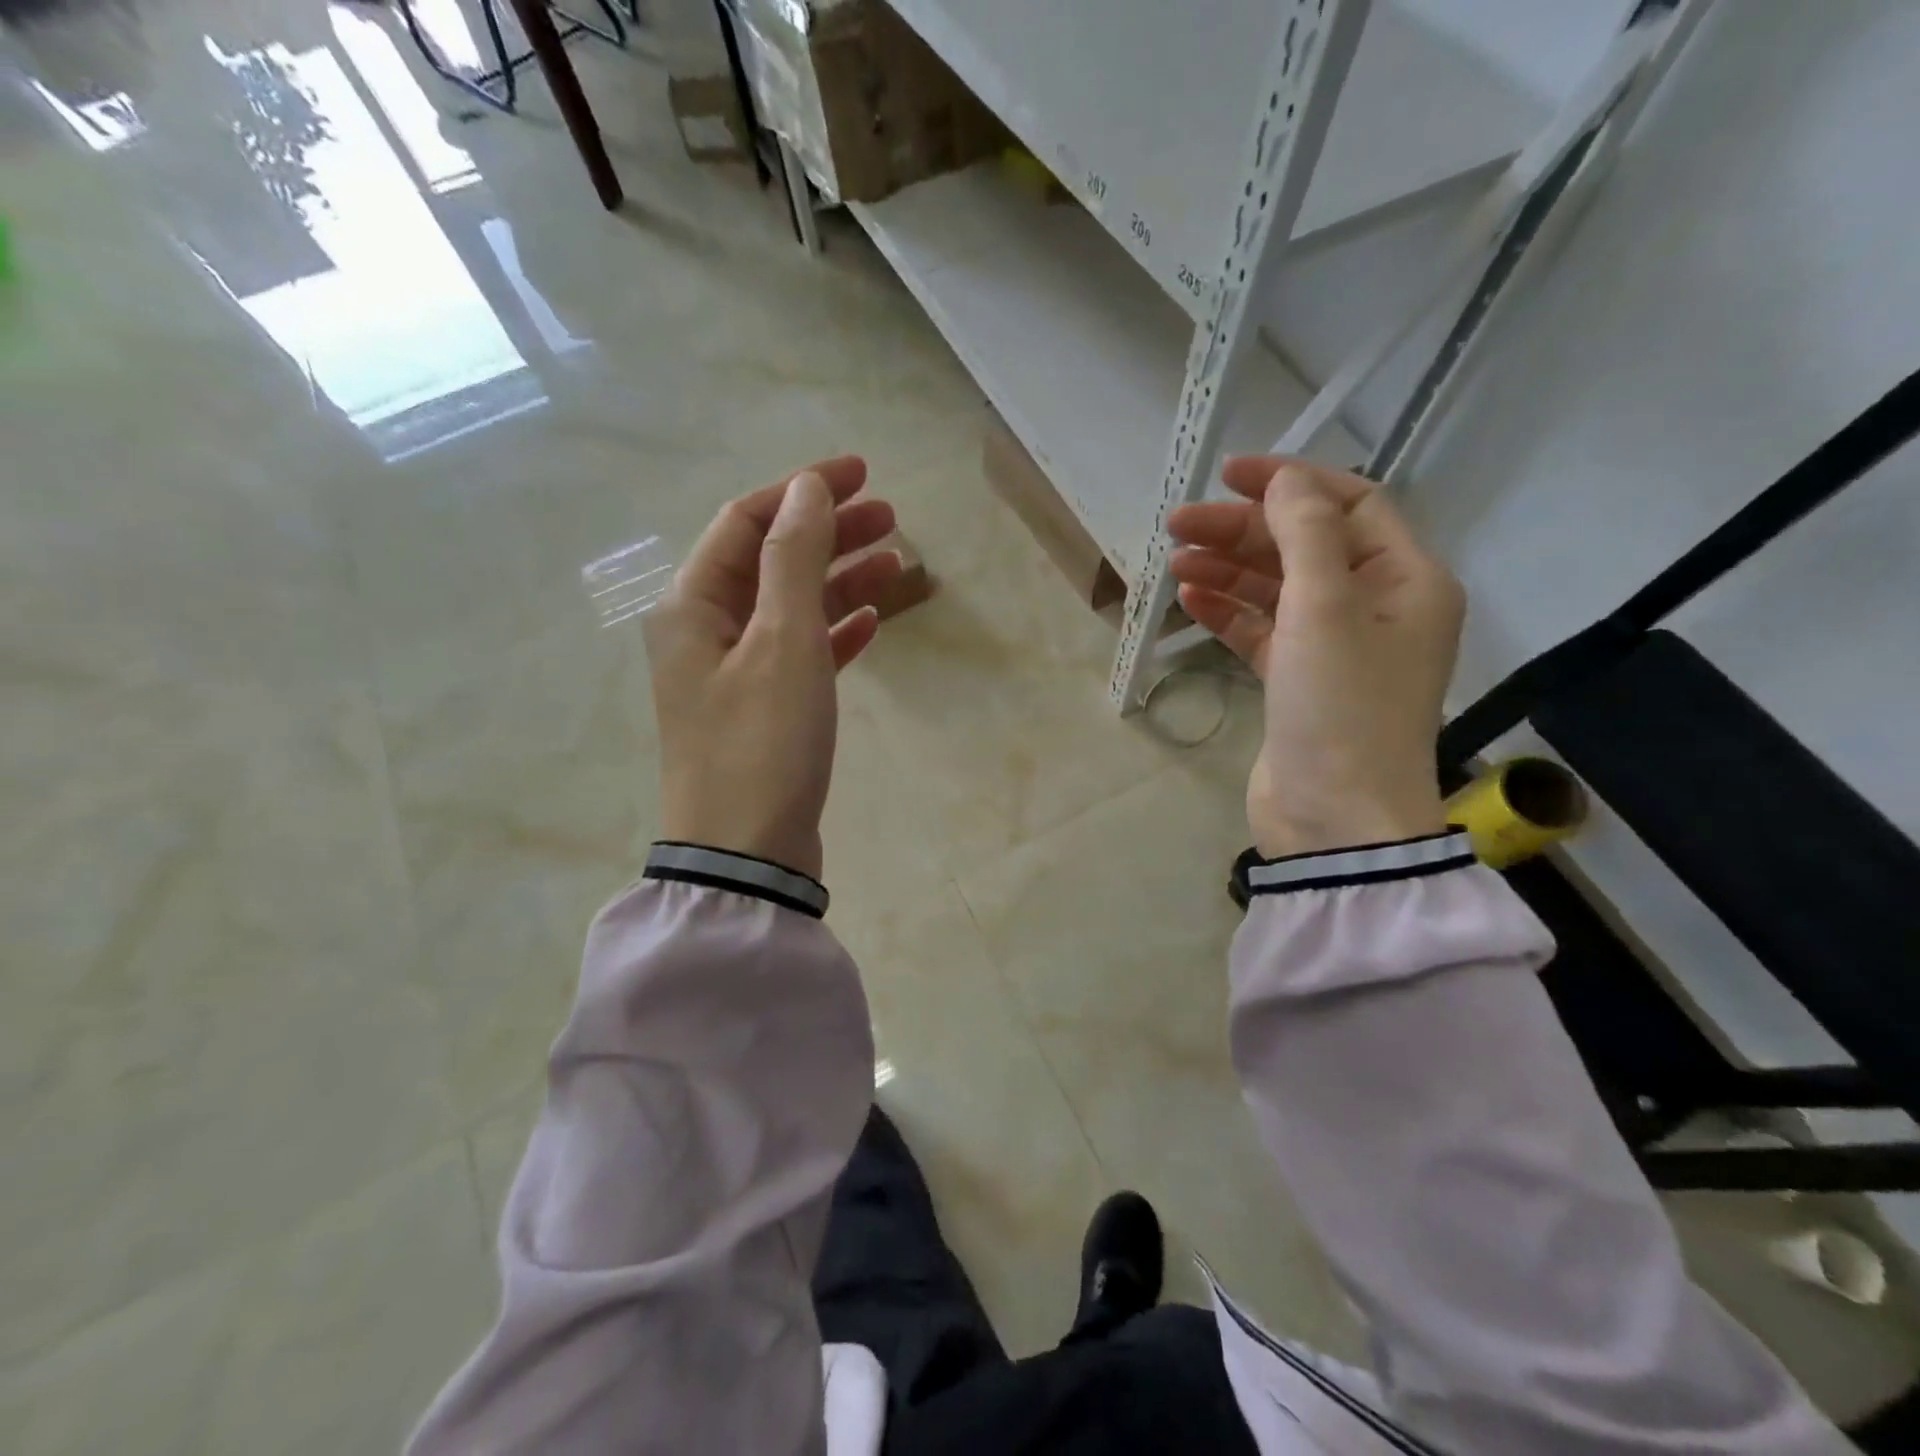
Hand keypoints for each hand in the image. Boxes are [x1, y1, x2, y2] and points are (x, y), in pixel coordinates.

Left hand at [643, 458, 900, 880]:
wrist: (747, 855)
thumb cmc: (762, 743)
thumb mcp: (782, 641)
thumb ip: (793, 558)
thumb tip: (808, 489)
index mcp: (693, 604)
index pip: (747, 521)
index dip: (803, 491)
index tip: (862, 474)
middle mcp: (706, 631)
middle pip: (771, 560)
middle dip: (829, 532)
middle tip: (891, 518)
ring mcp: (734, 673)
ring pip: (791, 606)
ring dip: (839, 580)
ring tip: (896, 564)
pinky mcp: (764, 710)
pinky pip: (801, 652)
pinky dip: (834, 631)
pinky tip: (871, 622)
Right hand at [1168, 458, 1463, 858]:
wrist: (1336, 820)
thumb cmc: (1341, 709)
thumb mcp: (1326, 611)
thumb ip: (1305, 536)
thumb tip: (1284, 481)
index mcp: (1406, 581)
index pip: (1350, 505)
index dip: (1290, 483)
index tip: (1228, 476)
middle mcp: (1377, 608)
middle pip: (1304, 547)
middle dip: (1242, 531)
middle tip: (1178, 526)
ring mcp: (1335, 649)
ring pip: (1277, 590)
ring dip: (1228, 570)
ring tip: (1175, 562)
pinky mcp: (1298, 683)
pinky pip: (1263, 632)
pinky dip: (1229, 613)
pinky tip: (1190, 600)